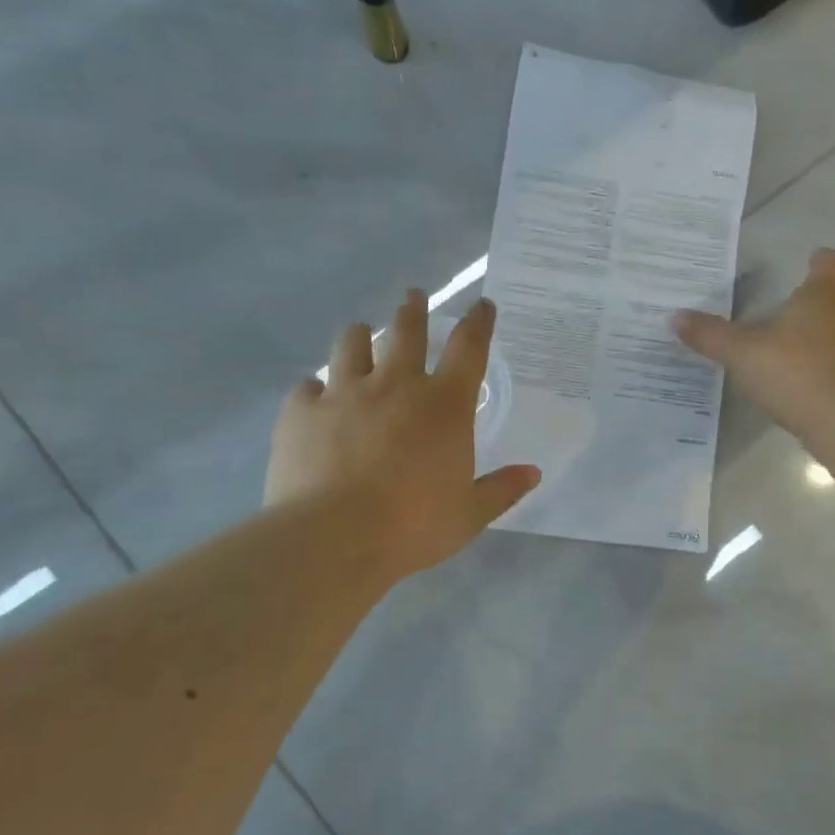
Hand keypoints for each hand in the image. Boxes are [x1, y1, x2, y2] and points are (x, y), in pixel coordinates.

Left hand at [267, 294, 540, 580]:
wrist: (334, 539)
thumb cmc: (414, 526)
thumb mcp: (469, 514)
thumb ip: (502, 490)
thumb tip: (533, 473)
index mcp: (445, 405)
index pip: (469, 348)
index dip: (479, 322)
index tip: (483, 305)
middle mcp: (396, 385)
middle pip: (407, 331)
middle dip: (413, 309)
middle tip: (413, 295)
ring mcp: (345, 393)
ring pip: (352, 343)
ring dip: (361, 336)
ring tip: (362, 334)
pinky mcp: (302, 411)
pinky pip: (307, 387)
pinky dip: (315, 389)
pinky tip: (315, 397)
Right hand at [673, 248, 834, 438]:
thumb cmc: (796, 370)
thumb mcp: (742, 353)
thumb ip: (711, 335)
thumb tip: (676, 317)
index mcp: (823, 298)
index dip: (825, 262)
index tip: (814, 261)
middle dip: (825, 304)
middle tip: (796, 313)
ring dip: (828, 341)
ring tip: (795, 354)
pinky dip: (831, 374)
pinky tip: (805, 388)